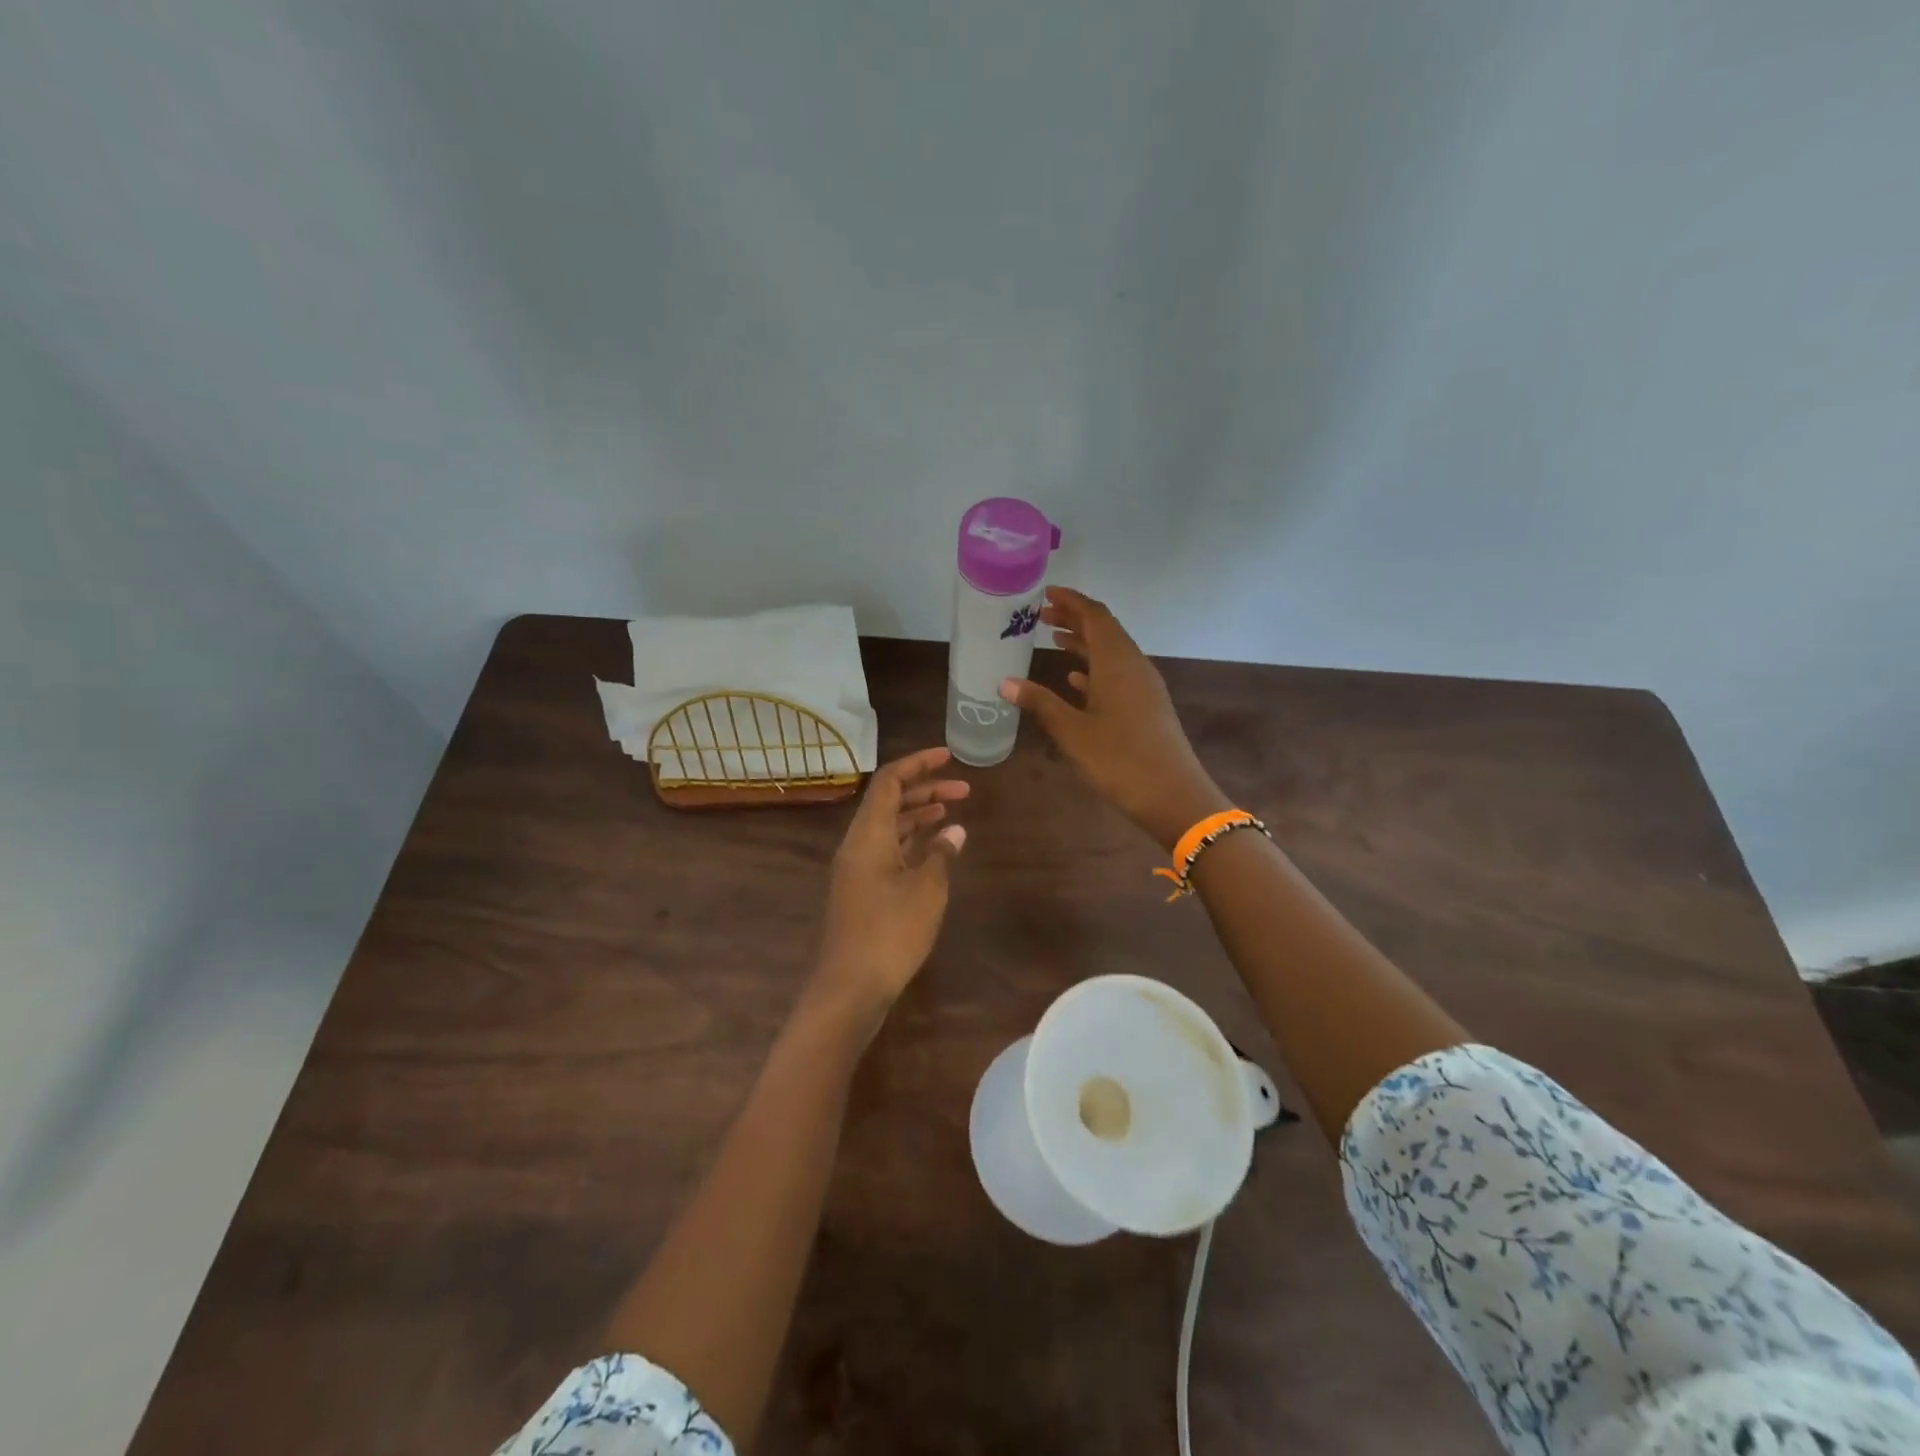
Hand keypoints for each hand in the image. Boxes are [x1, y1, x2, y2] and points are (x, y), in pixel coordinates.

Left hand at [812, 747, 968, 1023]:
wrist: (850, 987)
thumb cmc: (890, 932)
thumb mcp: (926, 890)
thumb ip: (941, 855)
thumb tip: (954, 831)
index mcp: (868, 835)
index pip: (890, 782)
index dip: (918, 764)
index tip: (948, 756)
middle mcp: (858, 845)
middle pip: (889, 802)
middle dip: (925, 790)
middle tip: (963, 789)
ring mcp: (857, 869)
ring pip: (889, 828)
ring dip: (919, 816)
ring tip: (953, 812)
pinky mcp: (862, 891)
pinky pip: (888, 851)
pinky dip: (912, 842)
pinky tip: (936, 849)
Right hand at [1001, 587, 1228, 850]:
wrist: (1173, 795)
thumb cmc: (1119, 760)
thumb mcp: (1072, 732)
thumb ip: (1040, 703)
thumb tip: (1005, 682)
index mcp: (1117, 662)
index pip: (1094, 616)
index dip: (1071, 601)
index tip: (1046, 593)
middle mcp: (1134, 666)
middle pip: (1105, 630)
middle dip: (1075, 619)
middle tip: (1042, 616)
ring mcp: (1144, 686)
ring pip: (1112, 652)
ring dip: (1084, 643)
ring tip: (1054, 640)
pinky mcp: (1148, 706)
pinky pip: (1119, 674)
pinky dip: (1096, 669)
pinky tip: (1076, 680)